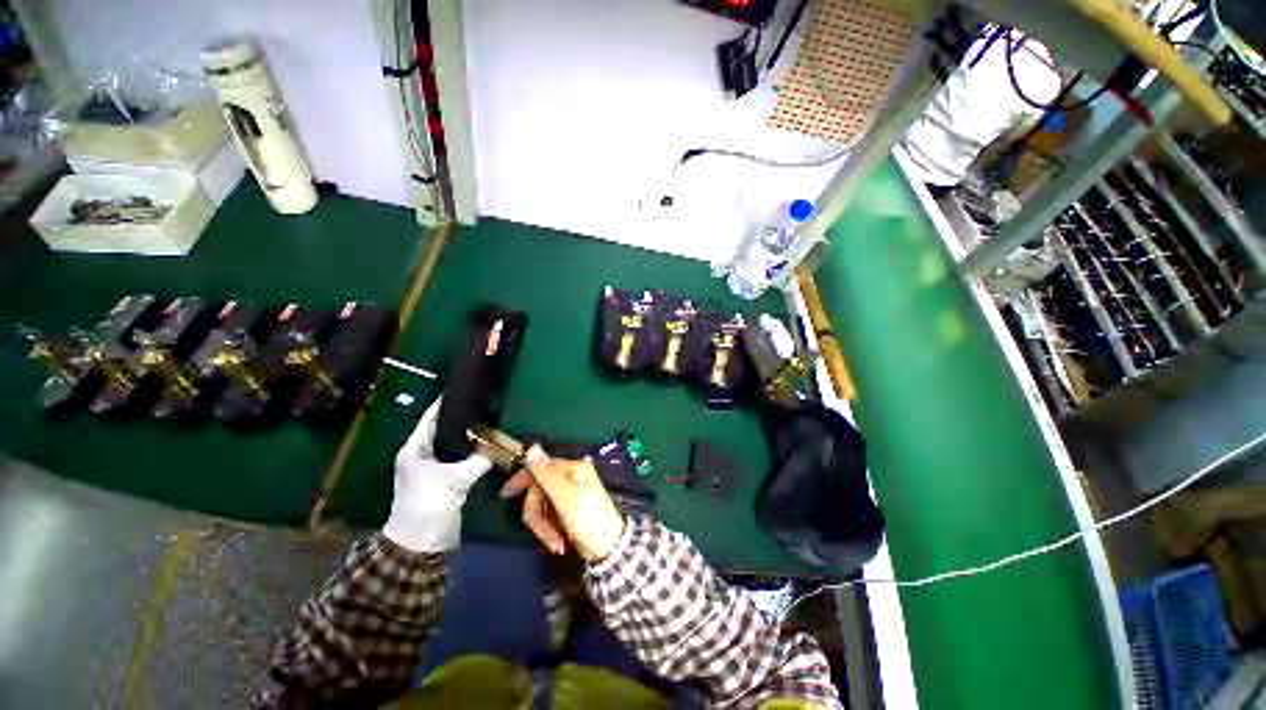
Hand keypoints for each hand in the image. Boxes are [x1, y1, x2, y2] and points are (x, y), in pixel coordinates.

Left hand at [382, 396, 492, 552]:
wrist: (419, 543)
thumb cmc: (427, 506)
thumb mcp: (454, 480)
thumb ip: (479, 460)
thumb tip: (499, 446)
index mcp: (415, 449)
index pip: (430, 417)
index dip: (446, 403)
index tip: (466, 389)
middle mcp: (423, 454)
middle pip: (445, 428)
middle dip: (464, 418)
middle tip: (486, 404)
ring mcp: (433, 467)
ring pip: (454, 443)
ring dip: (470, 436)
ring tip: (492, 421)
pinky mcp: (444, 478)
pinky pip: (461, 458)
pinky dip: (473, 451)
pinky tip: (489, 445)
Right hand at [499, 445, 625, 561]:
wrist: (607, 550)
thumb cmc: (588, 519)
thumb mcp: (565, 497)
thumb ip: (546, 474)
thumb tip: (531, 447)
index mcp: (573, 468)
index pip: (541, 467)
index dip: (523, 479)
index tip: (506, 495)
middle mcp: (570, 477)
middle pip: (538, 490)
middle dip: (538, 514)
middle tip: (544, 532)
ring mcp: (569, 494)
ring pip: (541, 506)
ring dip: (544, 527)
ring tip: (556, 542)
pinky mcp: (567, 511)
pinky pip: (548, 516)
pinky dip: (550, 530)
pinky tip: (559, 541)